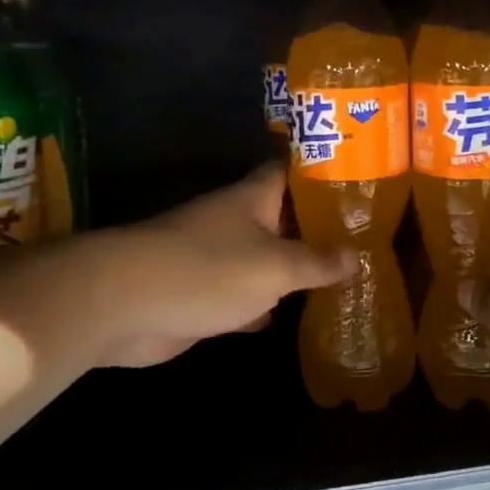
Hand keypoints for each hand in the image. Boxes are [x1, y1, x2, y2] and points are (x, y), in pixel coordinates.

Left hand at [86, 165, 354, 367]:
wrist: (125, 304)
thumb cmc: (209, 270)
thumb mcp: (276, 266)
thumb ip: (318, 261)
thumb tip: (357, 256)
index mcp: (254, 198)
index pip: (293, 172)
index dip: (324, 174)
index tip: (359, 186)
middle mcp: (237, 220)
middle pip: (283, 217)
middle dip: (317, 229)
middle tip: (363, 241)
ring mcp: (217, 257)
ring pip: (266, 258)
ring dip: (293, 269)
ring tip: (340, 279)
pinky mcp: (203, 293)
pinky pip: (245, 295)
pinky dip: (265, 305)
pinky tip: (291, 317)